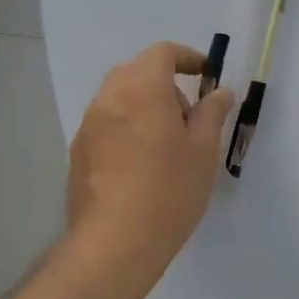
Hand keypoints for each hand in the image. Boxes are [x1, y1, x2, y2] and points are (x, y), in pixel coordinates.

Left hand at [60, 42, 235, 291]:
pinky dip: (127, 124)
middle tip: (188, 113)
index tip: (206, 75)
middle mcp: (109, 100)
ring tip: (167, 141)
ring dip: (144, 103)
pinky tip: (143, 162)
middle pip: (135, 71)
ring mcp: (88, 127)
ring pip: (118, 96)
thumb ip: (212, 112)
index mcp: (142, 91)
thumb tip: (220, 91)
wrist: (114, 245)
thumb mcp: (204, 150)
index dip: (186, 57)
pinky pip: (106, 122)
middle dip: (164, 80)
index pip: (161, 53)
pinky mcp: (78, 153)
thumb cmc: (169, 190)